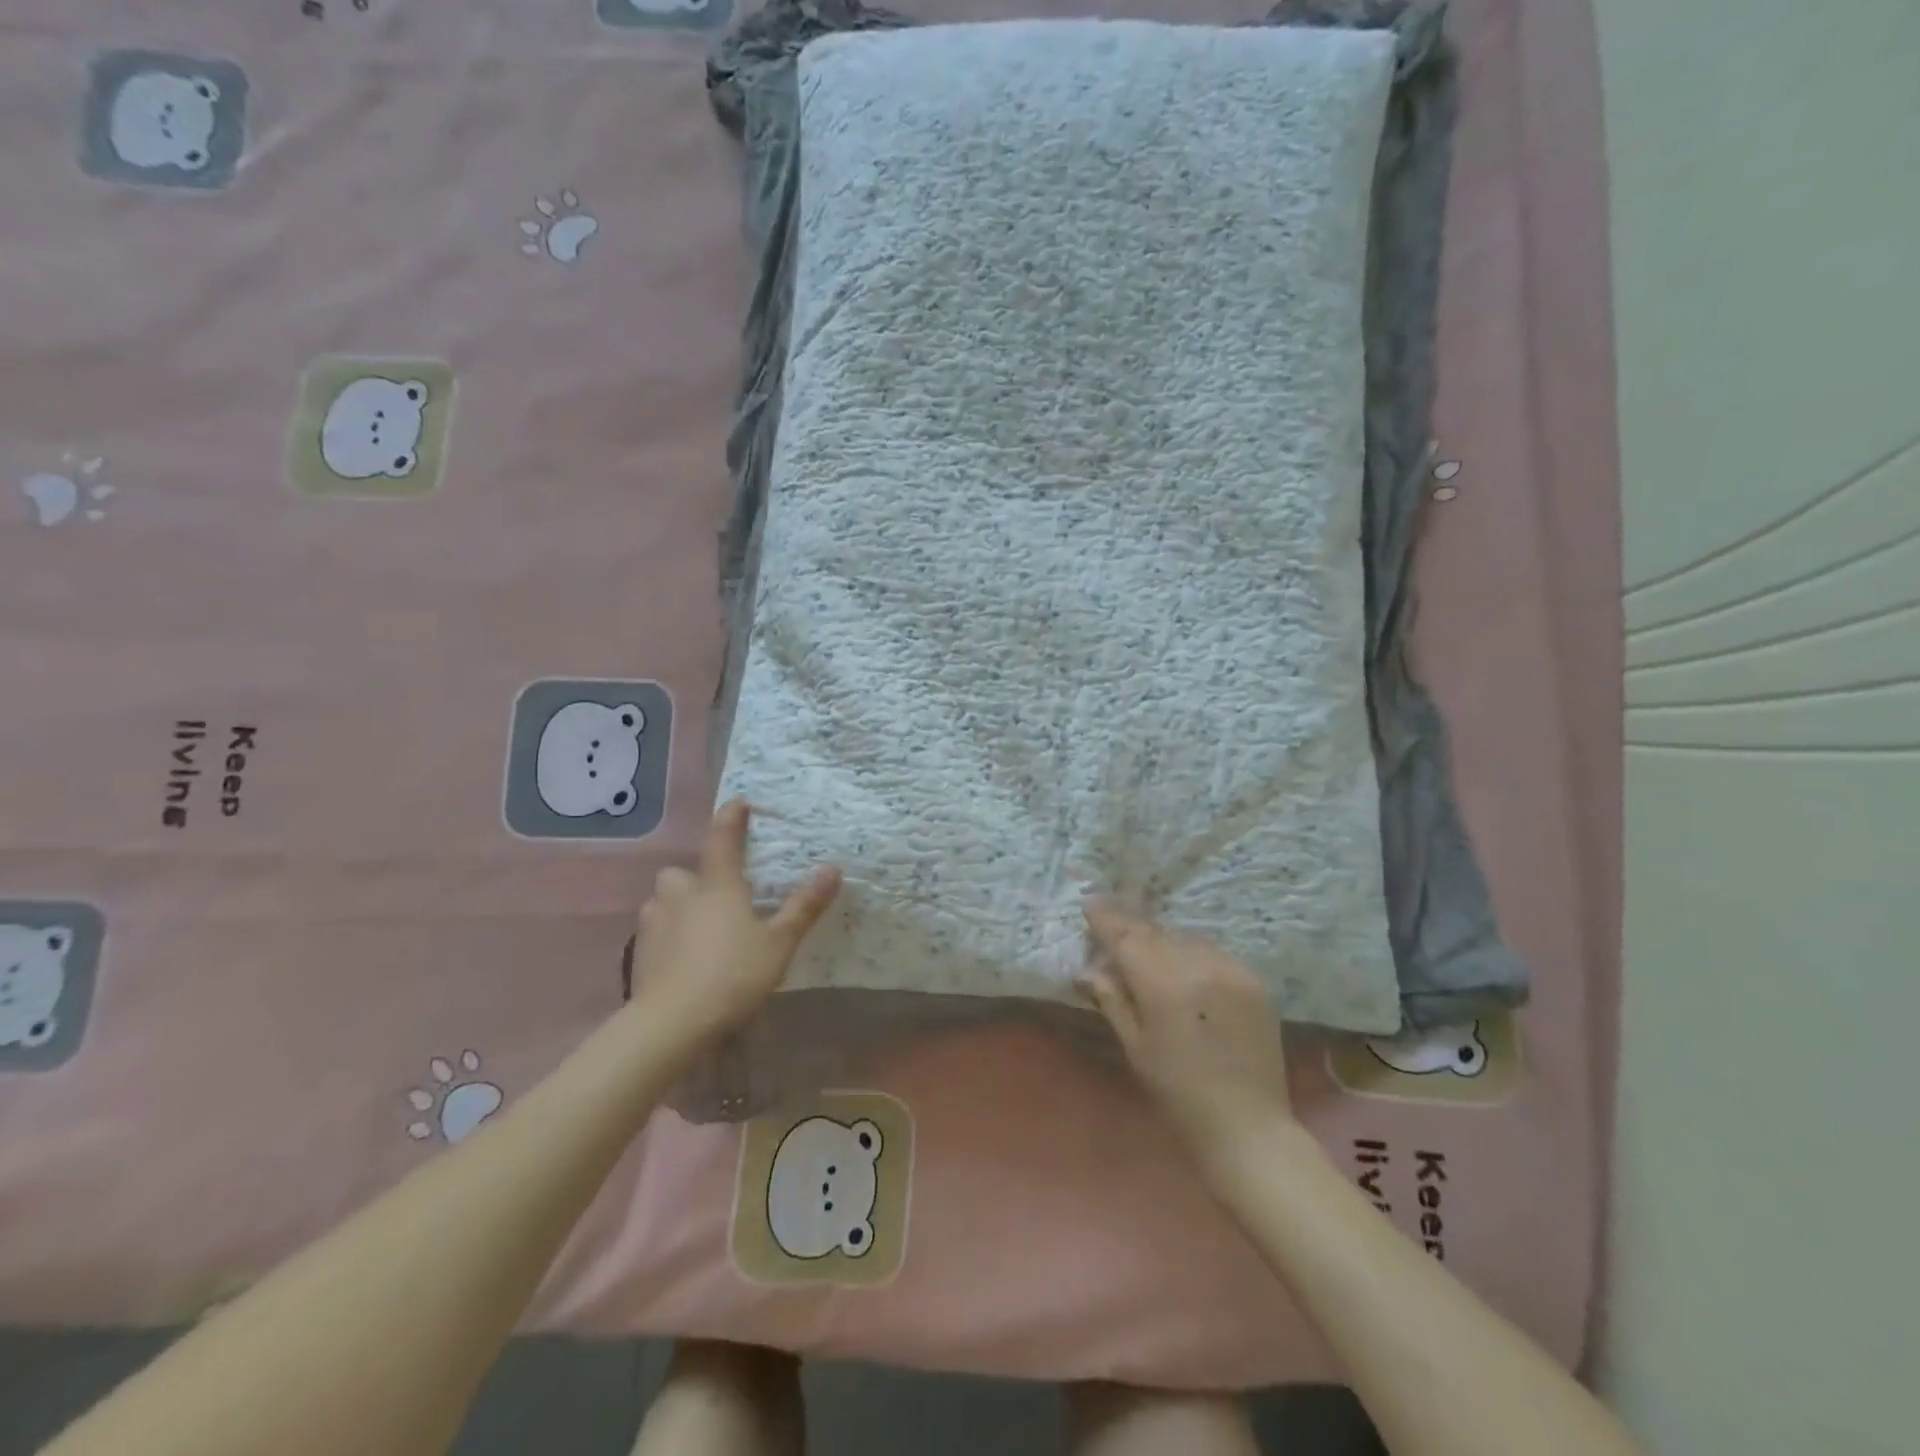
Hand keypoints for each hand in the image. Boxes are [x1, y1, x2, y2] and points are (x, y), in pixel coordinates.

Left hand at [631, 800, 840, 1048]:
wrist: (671, 1024)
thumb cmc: (733, 975)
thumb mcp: (779, 943)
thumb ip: (804, 906)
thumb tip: (833, 868)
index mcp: (717, 885)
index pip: (723, 838)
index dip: (732, 817)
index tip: (739, 802)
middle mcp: (680, 894)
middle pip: (684, 873)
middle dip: (697, 879)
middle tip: (720, 898)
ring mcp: (653, 923)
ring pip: (664, 902)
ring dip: (679, 908)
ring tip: (701, 931)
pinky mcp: (638, 953)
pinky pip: (655, 932)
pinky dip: (668, 937)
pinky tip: (683, 960)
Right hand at [1079, 899, 1294, 1166]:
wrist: (1249, 1128)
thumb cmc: (1179, 1095)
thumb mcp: (1136, 1048)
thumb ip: (1112, 1000)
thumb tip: (1088, 970)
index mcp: (1164, 985)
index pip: (1127, 938)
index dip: (1106, 919)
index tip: (1089, 904)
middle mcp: (1199, 966)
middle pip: (1155, 933)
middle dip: (1131, 927)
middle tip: (1112, 923)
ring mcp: (1232, 970)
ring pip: (1185, 938)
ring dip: (1162, 939)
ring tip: (1146, 946)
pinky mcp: (1254, 981)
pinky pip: (1214, 952)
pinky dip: (1192, 952)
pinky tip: (1183, 966)